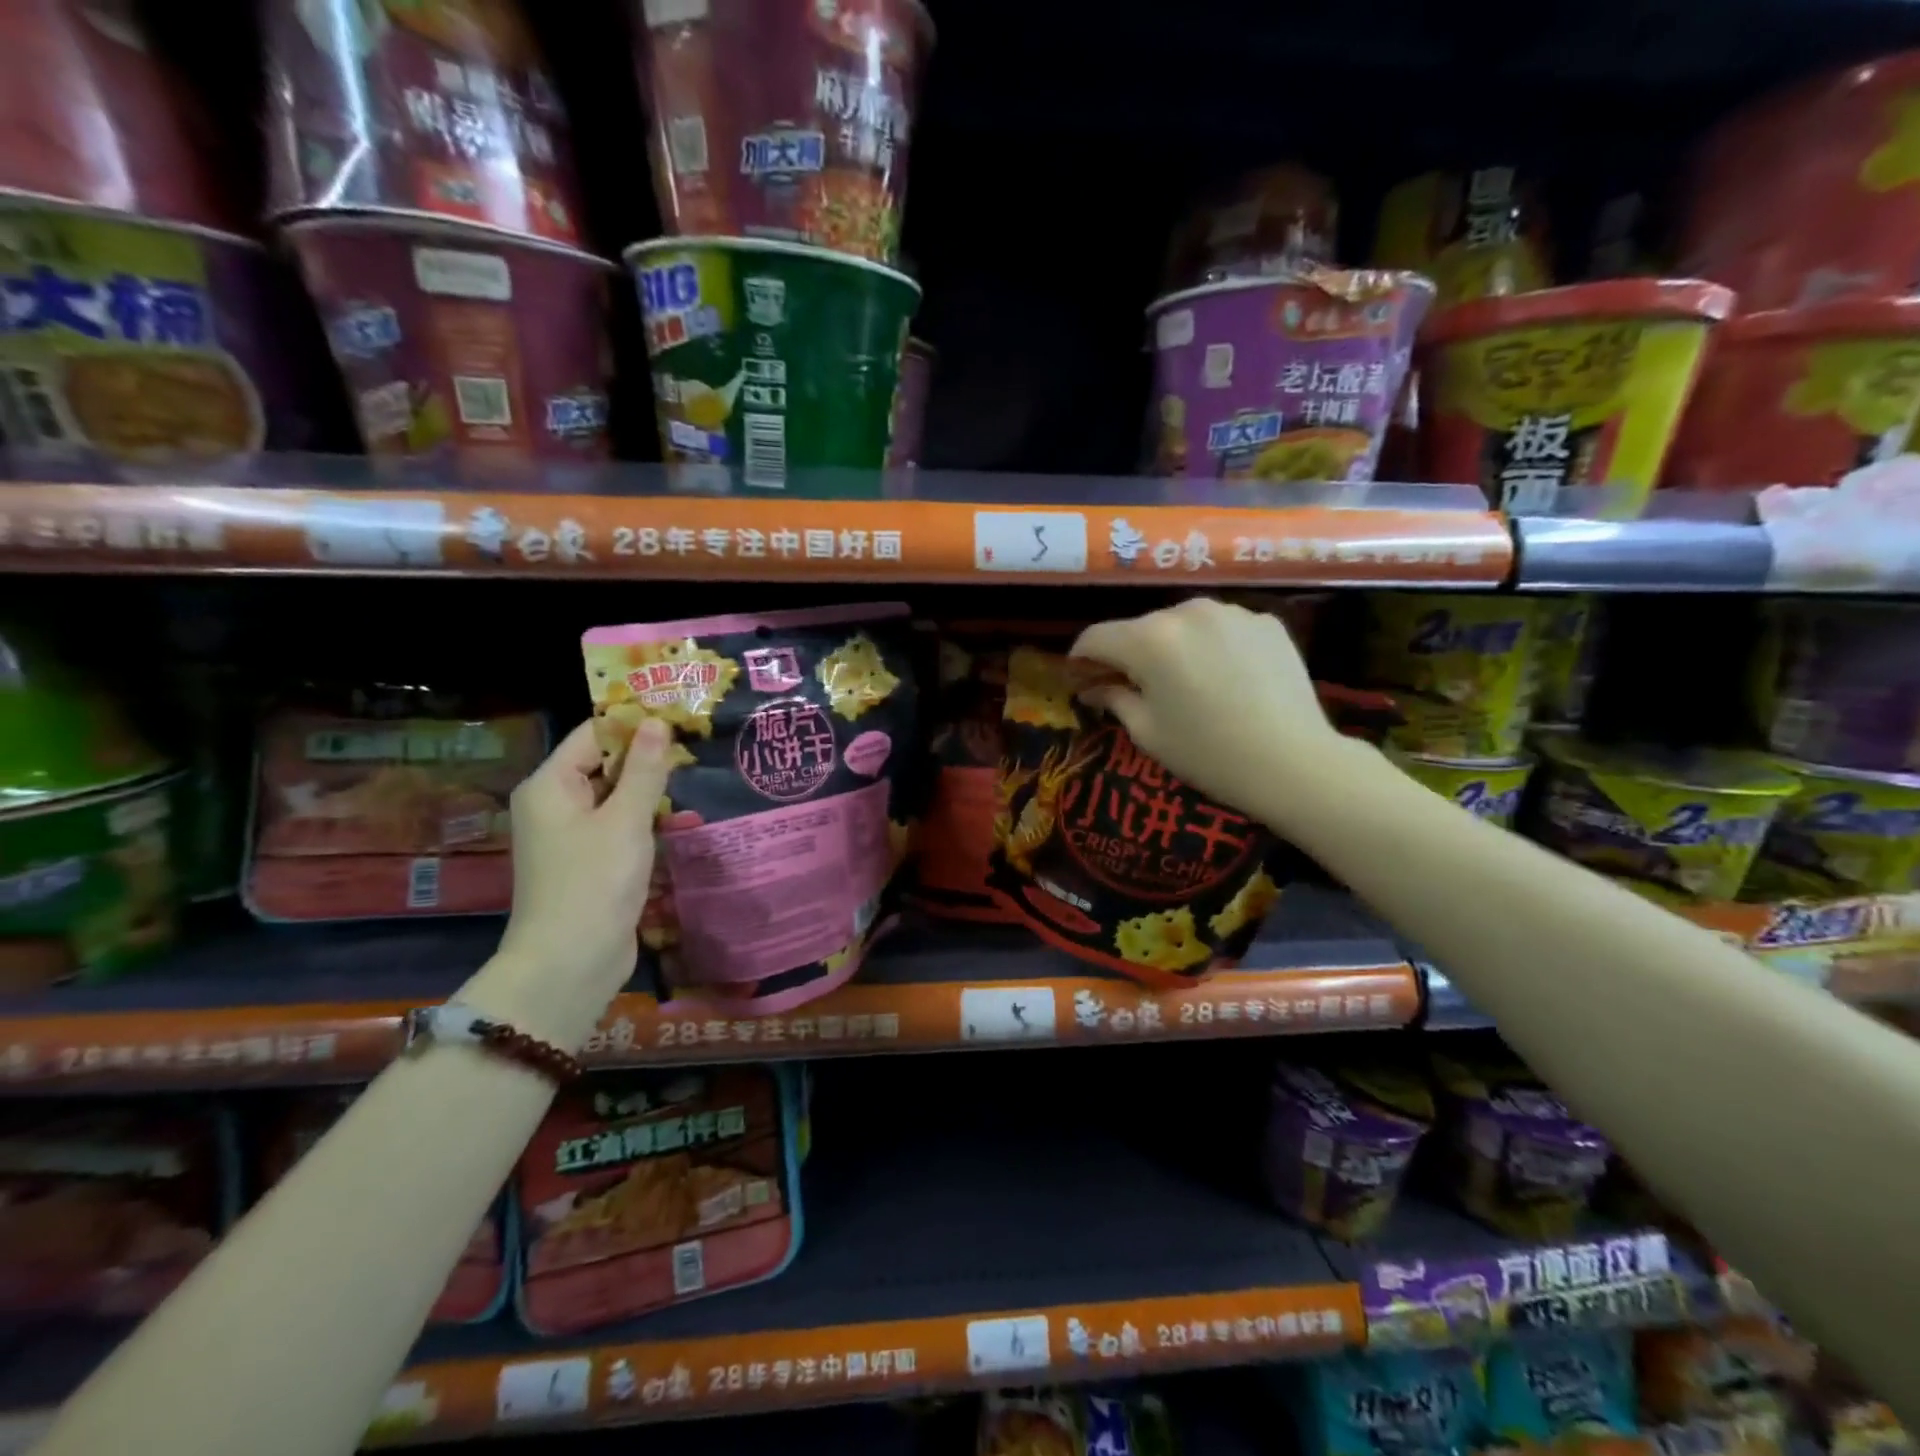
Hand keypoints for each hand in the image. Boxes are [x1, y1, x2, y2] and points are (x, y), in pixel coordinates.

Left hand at [483, 717, 674, 1046]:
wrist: (570, 964)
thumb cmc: (595, 882)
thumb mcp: (626, 819)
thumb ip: (645, 769)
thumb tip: (657, 721)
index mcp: (550, 786)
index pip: (594, 735)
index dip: (635, 723)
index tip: (680, 717)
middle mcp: (555, 805)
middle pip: (605, 764)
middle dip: (648, 759)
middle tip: (697, 749)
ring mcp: (571, 837)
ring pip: (616, 798)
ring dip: (652, 793)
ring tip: (696, 783)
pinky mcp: (589, 863)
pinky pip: (619, 827)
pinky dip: (646, 822)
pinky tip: (681, 822)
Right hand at [1073, 598, 1347, 815]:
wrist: (1294, 762)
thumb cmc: (1208, 753)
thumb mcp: (1149, 733)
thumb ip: (1115, 699)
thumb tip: (1094, 689)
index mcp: (1149, 639)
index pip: (1096, 637)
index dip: (1081, 658)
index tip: (1080, 677)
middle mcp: (1186, 611)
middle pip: (1140, 628)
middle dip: (1129, 654)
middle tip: (1132, 686)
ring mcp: (1230, 612)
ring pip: (1183, 624)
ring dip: (1173, 647)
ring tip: (1185, 682)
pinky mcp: (1265, 622)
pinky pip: (1222, 629)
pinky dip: (1212, 647)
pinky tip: (1225, 679)